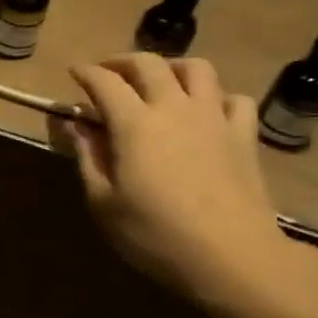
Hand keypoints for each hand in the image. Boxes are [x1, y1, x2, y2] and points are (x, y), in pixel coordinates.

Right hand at [64, 54, 306, 307]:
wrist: (231, 255)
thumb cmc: (154, 234)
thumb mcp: (104, 202)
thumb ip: (88, 158)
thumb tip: (76, 126)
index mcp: (134, 124)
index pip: (105, 83)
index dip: (86, 73)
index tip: (73, 71)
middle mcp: (174, 108)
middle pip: (149, 64)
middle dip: (123, 61)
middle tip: (108, 73)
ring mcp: (214, 118)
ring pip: (196, 69)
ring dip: (171, 67)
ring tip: (159, 81)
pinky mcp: (244, 135)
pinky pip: (233, 98)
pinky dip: (215, 96)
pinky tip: (206, 111)